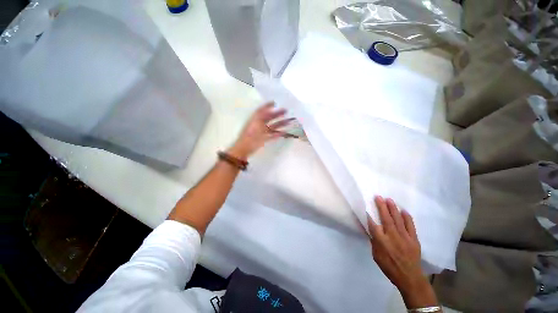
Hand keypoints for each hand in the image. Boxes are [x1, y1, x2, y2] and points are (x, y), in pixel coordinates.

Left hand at [227, 102, 293, 159]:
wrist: (244, 149)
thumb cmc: (249, 135)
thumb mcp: (255, 123)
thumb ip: (262, 115)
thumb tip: (269, 108)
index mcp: (255, 119)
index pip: (262, 110)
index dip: (267, 105)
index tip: (275, 102)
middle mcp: (259, 124)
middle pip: (269, 118)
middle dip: (277, 114)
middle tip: (286, 111)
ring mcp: (262, 132)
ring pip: (272, 126)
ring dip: (280, 123)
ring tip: (288, 121)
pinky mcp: (264, 139)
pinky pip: (272, 135)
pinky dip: (278, 133)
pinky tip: (284, 132)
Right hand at [368, 196, 437, 308]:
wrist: (410, 277)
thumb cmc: (389, 267)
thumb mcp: (376, 256)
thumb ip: (373, 241)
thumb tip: (369, 229)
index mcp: (381, 242)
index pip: (373, 225)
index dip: (368, 215)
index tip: (365, 207)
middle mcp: (392, 237)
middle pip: (386, 219)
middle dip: (381, 207)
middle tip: (378, 197)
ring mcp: (404, 237)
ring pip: (398, 220)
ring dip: (393, 209)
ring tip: (389, 200)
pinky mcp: (414, 239)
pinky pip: (410, 226)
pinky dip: (407, 218)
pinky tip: (404, 210)